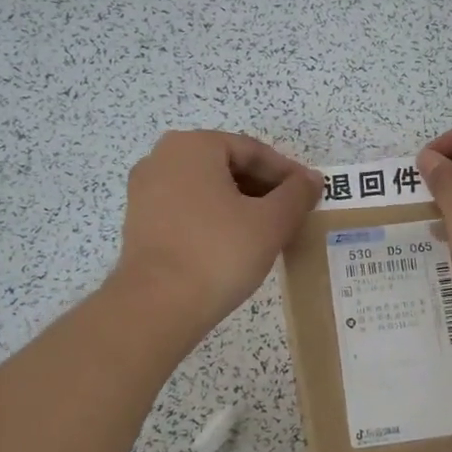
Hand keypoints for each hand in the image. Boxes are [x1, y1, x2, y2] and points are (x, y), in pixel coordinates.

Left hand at [111, 131, 321, 331]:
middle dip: (263, 188)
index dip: (287, 173)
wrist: (157, 305)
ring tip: (268, 231)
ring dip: (240, 204)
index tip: (310, 195)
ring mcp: (145, 190)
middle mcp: (163, 158)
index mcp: (193, 146)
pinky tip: (235, 244)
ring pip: (207, 189)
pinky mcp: (139, 222)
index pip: (253, 151)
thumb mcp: (271, 222)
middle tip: (292, 214)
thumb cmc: (219, 252)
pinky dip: (214, 219)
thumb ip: (296, 194)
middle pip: (227, 166)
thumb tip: (312, 179)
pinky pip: (187, 209)